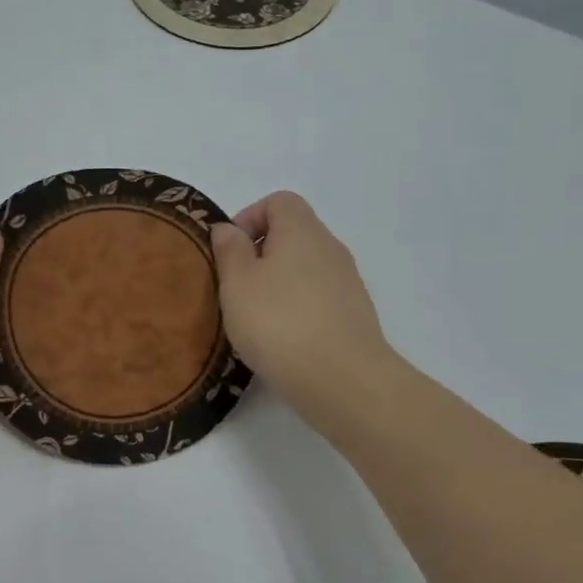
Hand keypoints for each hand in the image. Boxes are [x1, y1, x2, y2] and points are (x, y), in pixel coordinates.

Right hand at [209, 192, 395, 430]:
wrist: (343, 380)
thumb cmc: (279, 323)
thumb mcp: (237, 283)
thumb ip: (230, 250)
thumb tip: (229, 229)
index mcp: (302, 230)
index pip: (278, 202)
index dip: (249, 217)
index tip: (229, 252)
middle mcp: (330, 247)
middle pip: (293, 234)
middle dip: (260, 255)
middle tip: (236, 288)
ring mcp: (348, 282)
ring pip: (305, 269)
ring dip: (278, 285)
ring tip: (255, 319)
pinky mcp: (354, 315)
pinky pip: (318, 298)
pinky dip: (297, 308)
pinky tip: (282, 340)